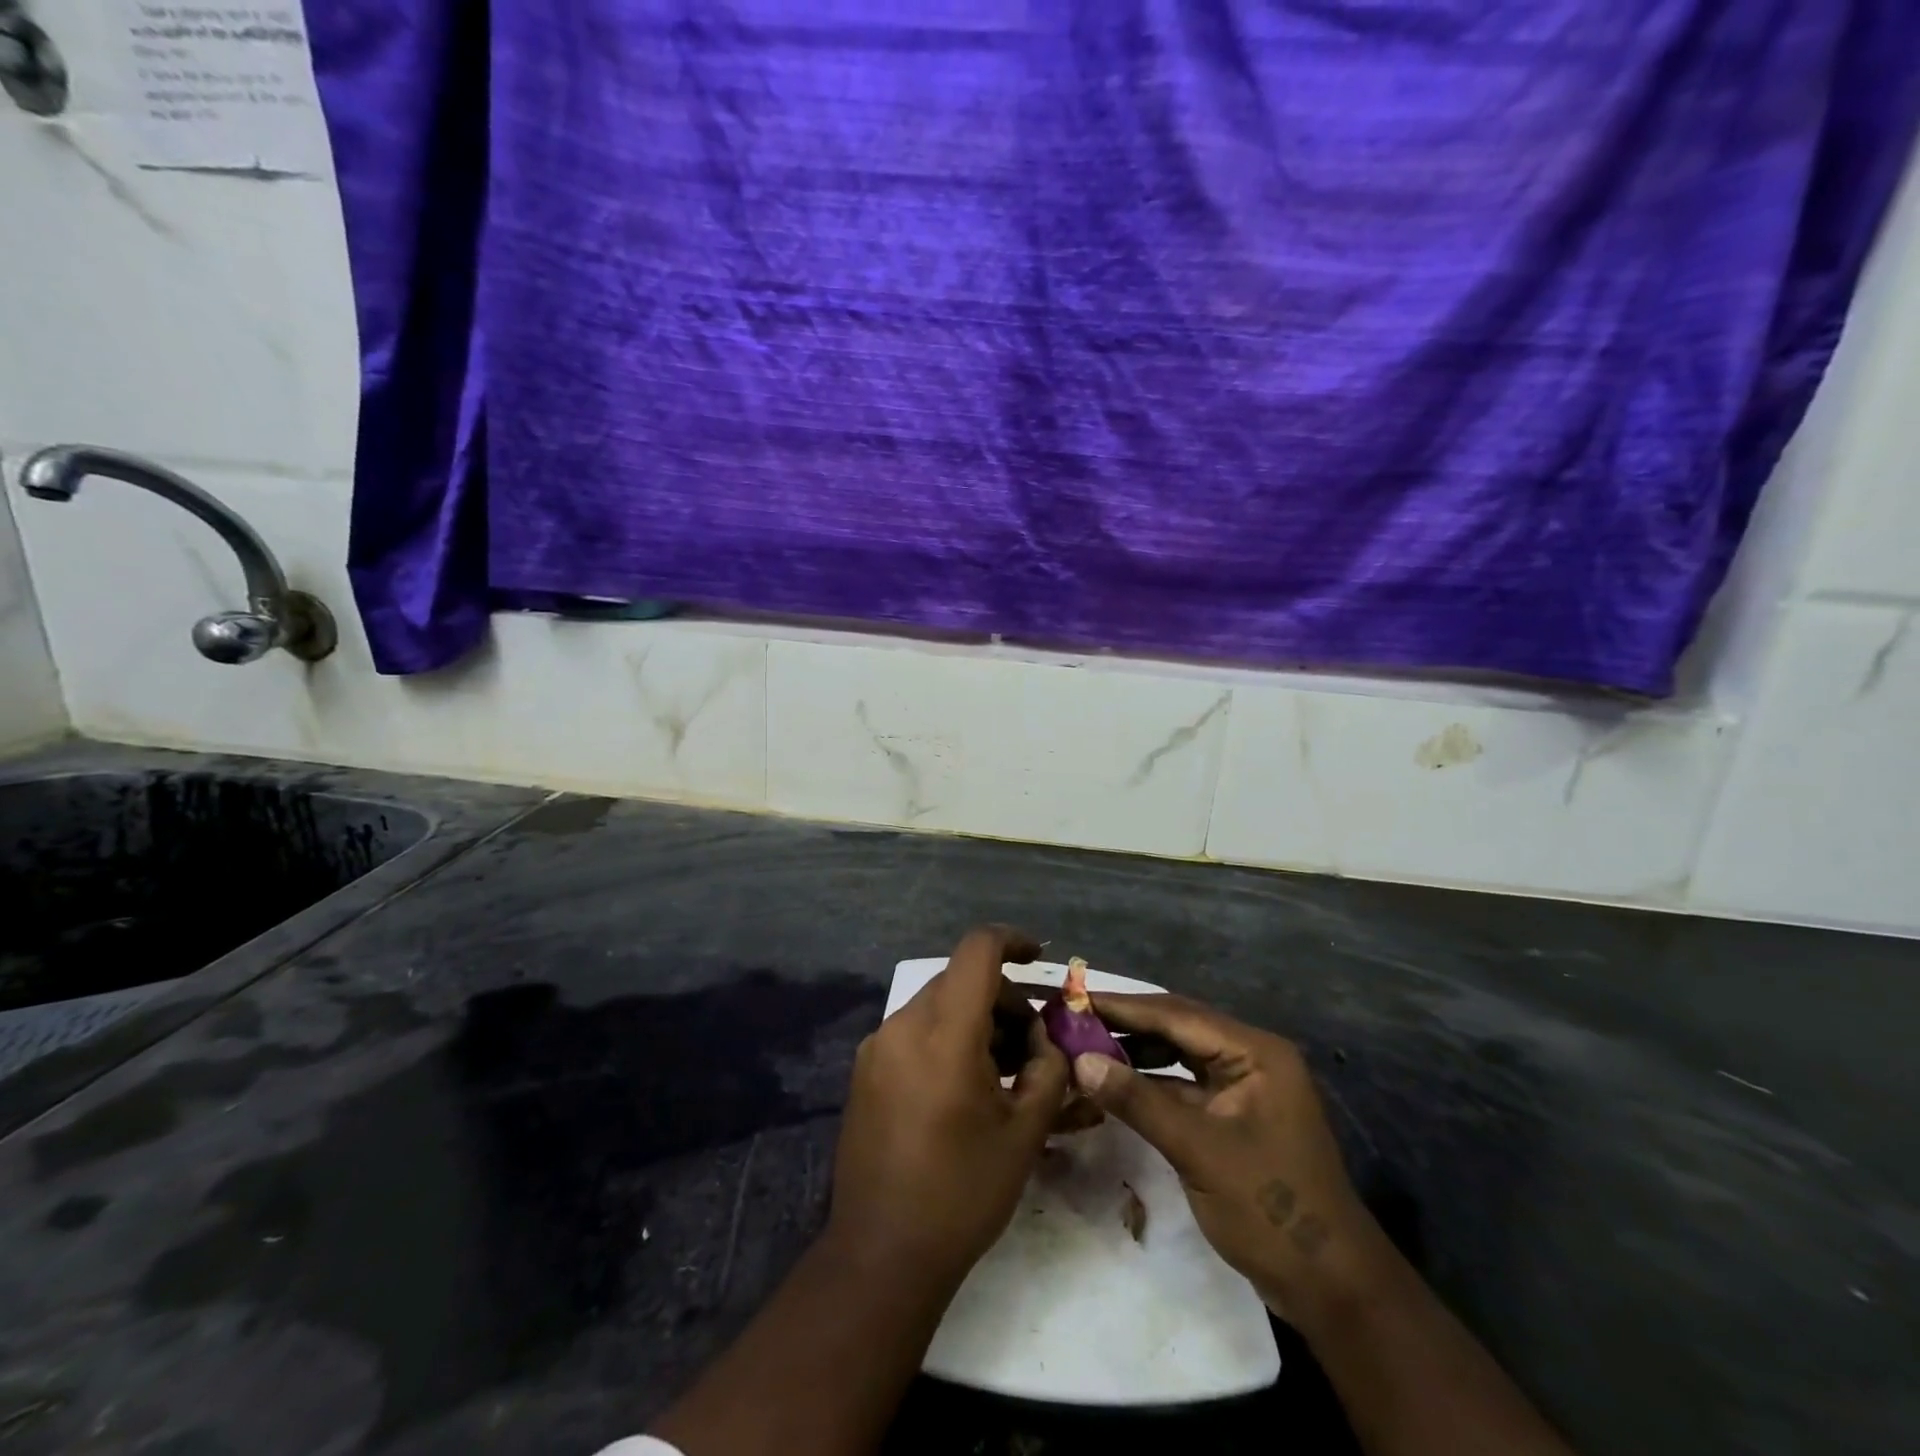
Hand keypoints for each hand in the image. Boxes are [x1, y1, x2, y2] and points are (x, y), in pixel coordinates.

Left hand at [829, 926, 1070, 1284]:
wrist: (881, 1253)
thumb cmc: (962, 1192)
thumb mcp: (1025, 1132)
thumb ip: (1047, 1071)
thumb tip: (1046, 1042)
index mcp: (944, 1032)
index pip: (977, 950)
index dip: (1013, 941)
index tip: (1039, 958)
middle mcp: (903, 1025)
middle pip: (960, 980)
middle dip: (1003, 1000)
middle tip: (1032, 1047)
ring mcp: (877, 1046)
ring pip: (938, 1006)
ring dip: (975, 1021)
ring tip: (1003, 1073)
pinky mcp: (865, 1070)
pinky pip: (915, 1032)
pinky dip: (947, 1039)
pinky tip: (965, 1088)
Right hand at [1075, 993, 1382, 1317]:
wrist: (1330, 1287)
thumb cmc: (1270, 1209)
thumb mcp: (1198, 1151)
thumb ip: (1139, 1101)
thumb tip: (1080, 1061)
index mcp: (1255, 1052)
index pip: (1178, 1014)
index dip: (1124, 1006)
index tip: (1076, 997)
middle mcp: (1250, 1058)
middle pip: (1178, 1027)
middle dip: (1126, 1024)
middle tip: (1074, 1018)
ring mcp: (1243, 1087)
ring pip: (1179, 1055)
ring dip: (1136, 1052)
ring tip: (1086, 1046)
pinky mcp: (1233, 1116)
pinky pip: (1184, 1085)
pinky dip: (1150, 1083)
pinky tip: (1115, 1083)